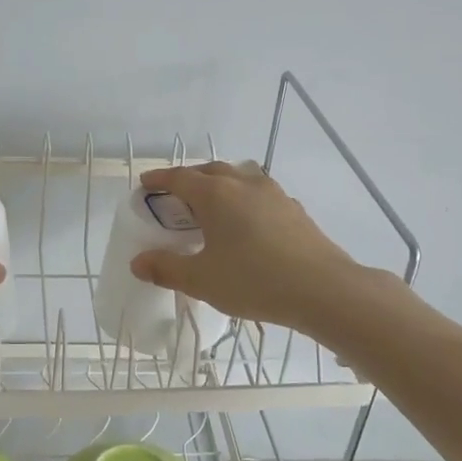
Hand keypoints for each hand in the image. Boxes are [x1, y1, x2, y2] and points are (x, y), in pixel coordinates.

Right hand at [129, 161, 369, 334]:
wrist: (323, 289)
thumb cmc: (253, 280)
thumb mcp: (202, 280)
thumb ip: (166, 269)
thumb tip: (138, 262)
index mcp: (215, 194)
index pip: (179, 178)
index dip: (159, 180)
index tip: (145, 184)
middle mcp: (244, 184)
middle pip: (210, 171)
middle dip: (189, 179)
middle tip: (176, 197)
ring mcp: (274, 194)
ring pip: (240, 177)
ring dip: (221, 184)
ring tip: (213, 205)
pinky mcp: (295, 209)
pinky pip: (261, 194)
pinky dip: (245, 200)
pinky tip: (248, 222)